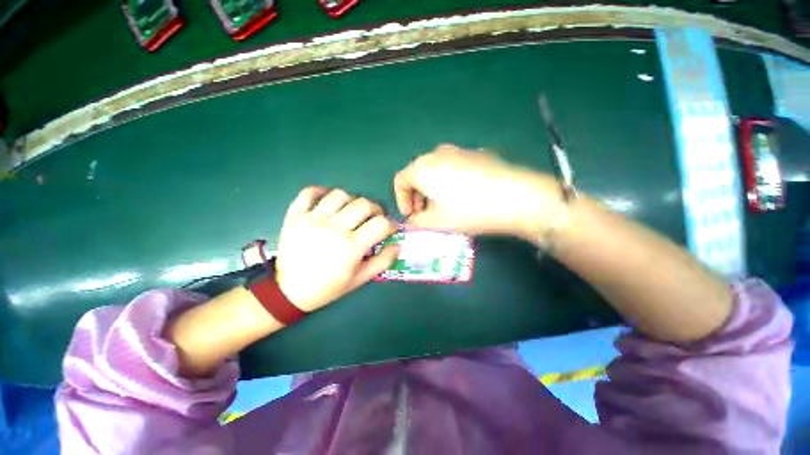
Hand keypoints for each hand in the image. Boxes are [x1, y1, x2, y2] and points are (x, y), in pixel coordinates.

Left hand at [275, 187, 399, 311]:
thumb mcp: (360, 279)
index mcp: (351, 246)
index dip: (391, 223)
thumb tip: (397, 245)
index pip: (381, 224)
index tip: (390, 228)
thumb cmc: (328, 287)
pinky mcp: (295, 216)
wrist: (289, 291)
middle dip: (376, 209)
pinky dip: (320, 191)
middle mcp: (334, 228)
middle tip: (374, 218)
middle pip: (364, 204)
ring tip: (351, 211)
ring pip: (340, 194)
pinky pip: (309, 192)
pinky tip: (327, 200)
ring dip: (352, 200)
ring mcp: (313, 219)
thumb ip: (382, 262)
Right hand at [394, 144, 560, 238]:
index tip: (410, 216)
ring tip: (443, 207)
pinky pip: (453, 168)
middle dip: (416, 196)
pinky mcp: (476, 154)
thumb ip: (416, 222)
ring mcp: (458, 151)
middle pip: (417, 174)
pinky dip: (448, 182)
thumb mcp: (436, 222)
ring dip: (432, 189)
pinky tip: (463, 196)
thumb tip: (411, 222)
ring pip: (435, 171)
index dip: (401, 200)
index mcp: (422, 168)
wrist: (515, 197)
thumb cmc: (468, 211)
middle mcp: (437, 154)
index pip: (400, 181)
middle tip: (425, 214)